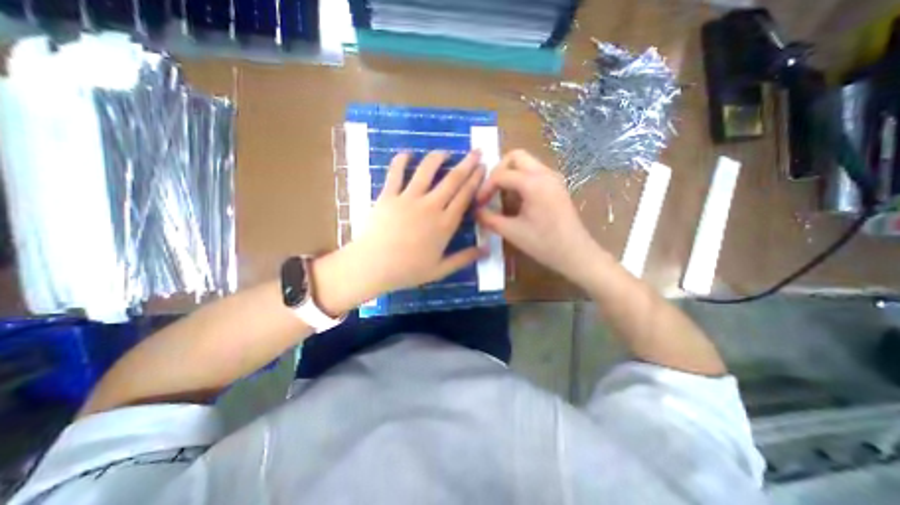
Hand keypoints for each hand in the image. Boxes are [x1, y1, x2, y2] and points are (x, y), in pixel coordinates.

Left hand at [347, 150, 485, 296]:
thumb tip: (488, 250)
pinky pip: (396, 173)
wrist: (373, 266)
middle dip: (467, 164)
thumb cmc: (408, 270)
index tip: (483, 168)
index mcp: (445, 224)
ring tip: (446, 151)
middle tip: (476, 151)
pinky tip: (407, 153)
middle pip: (452, 180)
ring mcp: (408, 198)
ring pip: (427, 171)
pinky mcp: (388, 195)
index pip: (465, 197)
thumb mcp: (441, 269)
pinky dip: (401, 160)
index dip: (476, 180)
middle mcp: (431, 206)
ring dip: (438, 157)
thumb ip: (465, 258)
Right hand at [474, 148, 607, 283]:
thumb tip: (475, 211)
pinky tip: (516, 200)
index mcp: (533, 182)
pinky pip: (534, 173)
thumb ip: (489, 219)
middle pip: (515, 156)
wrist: (575, 254)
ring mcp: (553, 178)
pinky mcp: (556, 186)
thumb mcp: (512, 232)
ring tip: (500, 195)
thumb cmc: (543, 243)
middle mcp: (544, 173)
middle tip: (489, 190)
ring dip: (510, 174)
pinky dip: (520, 180)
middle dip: (498, 171)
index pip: (501, 174)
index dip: (485, 187)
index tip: (479, 203)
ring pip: (526, 163)